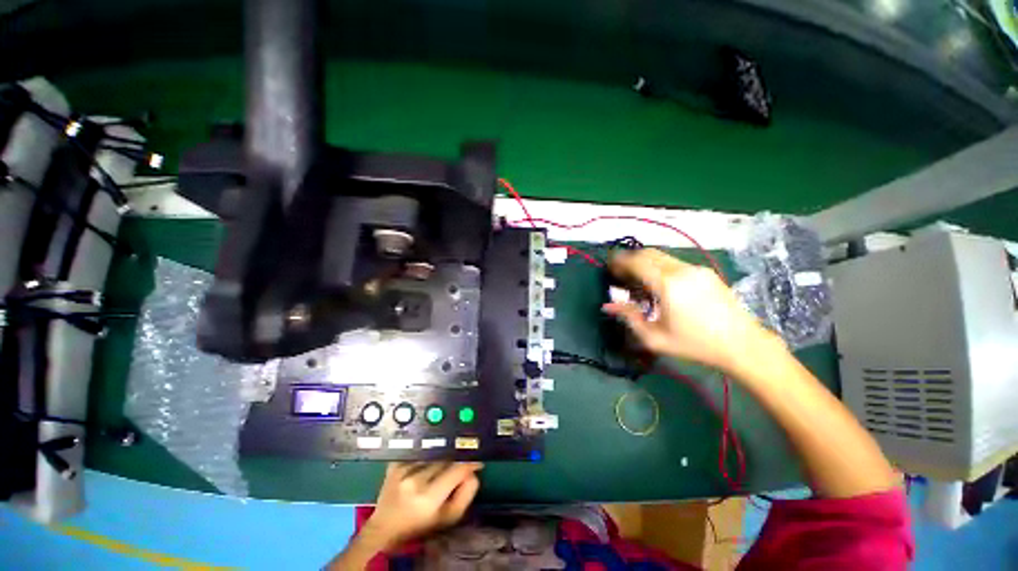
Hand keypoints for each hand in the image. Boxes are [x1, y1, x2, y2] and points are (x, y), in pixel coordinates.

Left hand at [363, 462, 482, 550]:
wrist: (384, 528)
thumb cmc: (420, 526)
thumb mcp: (447, 519)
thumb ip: (465, 495)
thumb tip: (473, 471)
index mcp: (428, 498)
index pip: (456, 469)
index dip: (470, 463)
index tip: (477, 461)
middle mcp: (414, 480)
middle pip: (446, 458)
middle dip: (456, 461)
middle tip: (460, 467)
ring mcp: (403, 469)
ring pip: (434, 453)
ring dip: (442, 459)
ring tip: (441, 469)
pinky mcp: (395, 463)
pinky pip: (421, 452)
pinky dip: (428, 457)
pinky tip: (426, 466)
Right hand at [603, 248, 777, 374]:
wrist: (743, 345)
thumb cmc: (695, 345)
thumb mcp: (655, 338)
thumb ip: (629, 318)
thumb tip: (608, 306)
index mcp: (668, 284)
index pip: (636, 262)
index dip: (619, 261)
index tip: (609, 267)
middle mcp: (681, 270)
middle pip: (648, 253)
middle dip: (630, 259)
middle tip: (620, 273)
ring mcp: (696, 269)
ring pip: (662, 256)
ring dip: (645, 262)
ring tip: (638, 279)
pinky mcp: (706, 272)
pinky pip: (675, 263)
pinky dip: (659, 267)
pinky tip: (660, 284)